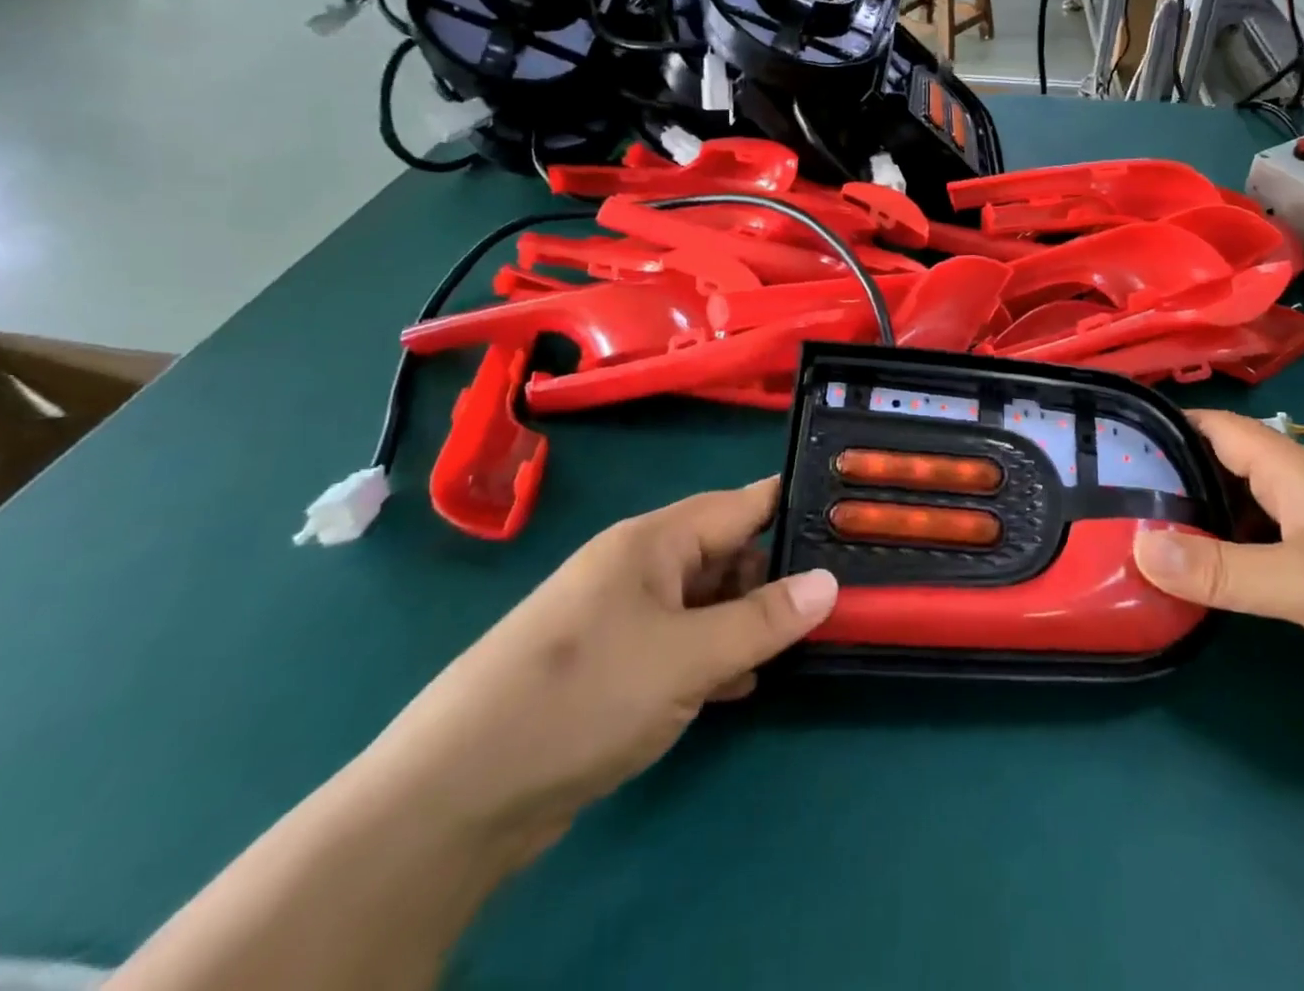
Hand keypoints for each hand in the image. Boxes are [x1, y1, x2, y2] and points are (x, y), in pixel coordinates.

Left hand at [354, 479, 835, 855]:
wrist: (454, 797)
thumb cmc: (581, 698)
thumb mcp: (687, 657)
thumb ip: (763, 619)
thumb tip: (830, 582)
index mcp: (653, 541)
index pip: (741, 504)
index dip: (793, 507)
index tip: (849, 516)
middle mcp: (640, 567)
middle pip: (726, 553)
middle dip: (777, 573)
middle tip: (838, 596)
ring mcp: (625, 617)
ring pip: (707, 602)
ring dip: (749, 620)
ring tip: (806, 639)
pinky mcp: (615, 665)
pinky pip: (683, 643)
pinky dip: (716, 656)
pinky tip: (746, 682)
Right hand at [1133, 411, 1303, 712]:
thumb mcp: (1303, 581)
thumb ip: (1220, 568)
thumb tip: (1137, 547)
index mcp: (1292, 468)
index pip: (1214, 426)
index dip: (1165, 425)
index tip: (1112, 439)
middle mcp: (1302, 486)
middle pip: (1223, 465)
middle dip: (1172, 475)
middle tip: (1114, 497)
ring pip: (1245, 508)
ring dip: (1201, 517)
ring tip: (1145, 536)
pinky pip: (1267, 545)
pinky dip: (1233, 552)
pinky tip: (1208, 576)